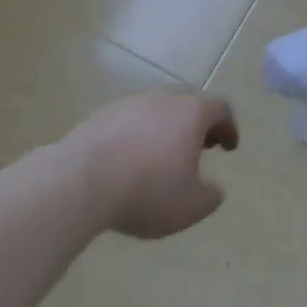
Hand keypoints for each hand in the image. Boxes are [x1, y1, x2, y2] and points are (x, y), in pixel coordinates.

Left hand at [54, 92, 238, 239]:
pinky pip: (126, 124)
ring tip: (159, 160)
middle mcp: (161, 100)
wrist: (77, 184)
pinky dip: (135, 138)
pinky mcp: (96, 118)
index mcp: (191, 113)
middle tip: (197, 149)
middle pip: (187, 105)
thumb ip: (210, 196)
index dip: (229, 127)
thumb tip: (213, 190)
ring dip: (163, 131)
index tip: (228, 148)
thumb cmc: (147, 191)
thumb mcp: (191, 206)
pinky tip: (127, 164)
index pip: (221, 108)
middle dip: (196, 126)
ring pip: (155, 113)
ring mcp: (126, 105)